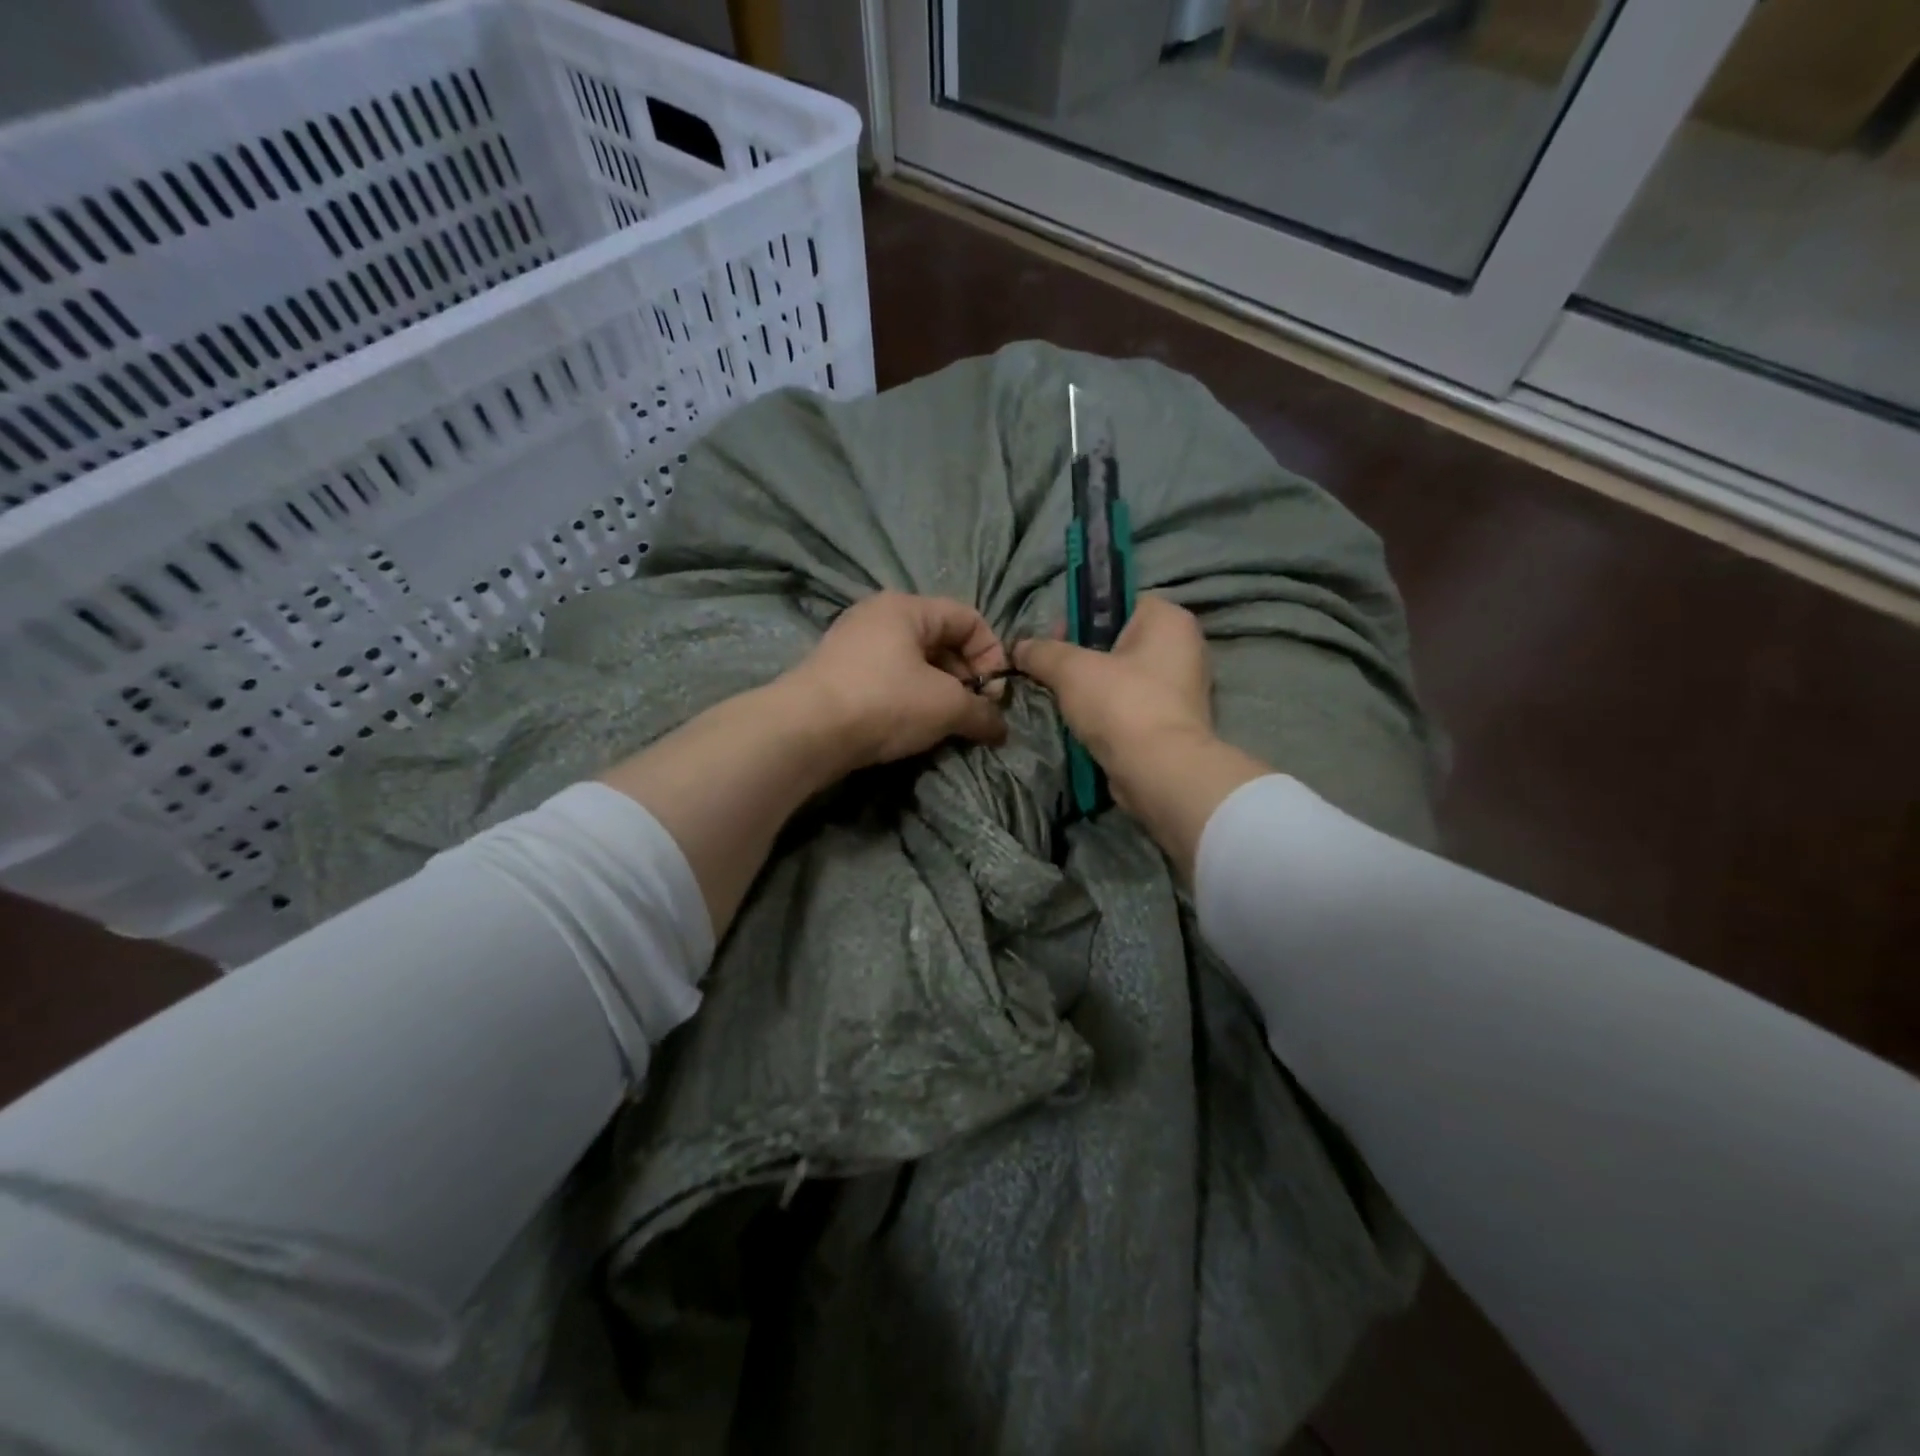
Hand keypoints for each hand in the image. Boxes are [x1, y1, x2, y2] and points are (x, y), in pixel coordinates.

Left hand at [784, 592, 1009, 770]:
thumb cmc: (884, 702)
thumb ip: (982, 713)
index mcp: (907, 607)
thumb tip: (1001, 728)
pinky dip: (910, 699)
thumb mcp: (946, 706)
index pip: (969, 618)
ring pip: (914, 662)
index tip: (994, 695)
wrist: (805, 731)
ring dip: (939, 692)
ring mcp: (854, 644)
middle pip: (941, 639)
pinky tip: (912, 727)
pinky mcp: (839, 674)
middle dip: (966, 677)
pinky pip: (889, 678)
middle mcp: (878, 616)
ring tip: (946, 724)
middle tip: (973, 713)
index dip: (992, 655)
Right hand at [1017, 595, 1262, 879]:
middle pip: (1119, 639)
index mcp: (1169, 620)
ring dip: (1093, 687)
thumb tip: (1019, 647)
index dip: (1083, 615)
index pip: (1120, 601)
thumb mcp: (1070, 670)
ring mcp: (1182, 688)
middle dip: (1082, 655)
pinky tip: (1084, 723)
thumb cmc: (1120, 704)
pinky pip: (1131, 705)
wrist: (1158, 772)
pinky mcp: (1173, 722)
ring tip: (1064, 700)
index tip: (1055, 638)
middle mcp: (1183, 647)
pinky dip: (1108, 712)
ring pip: (1124, 676)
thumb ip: (1042, 652)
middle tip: (1053, 671)